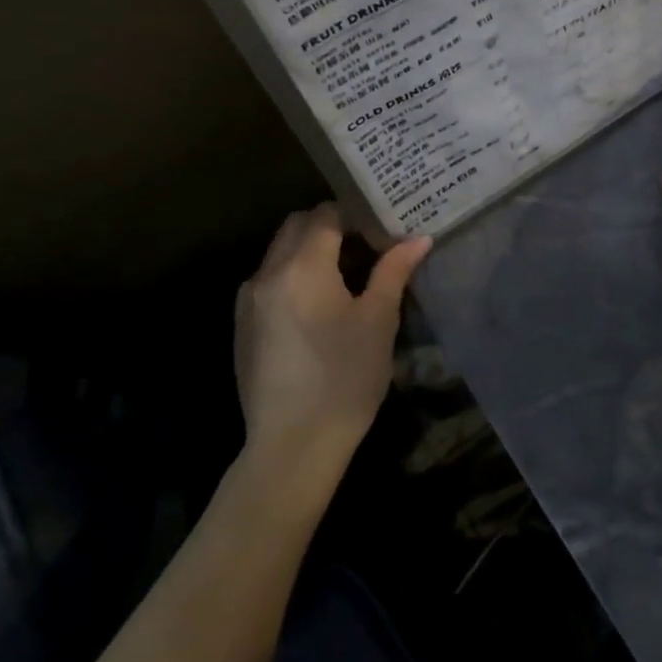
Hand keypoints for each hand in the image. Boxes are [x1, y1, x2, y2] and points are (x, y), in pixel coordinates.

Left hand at [234, 204, 430, 488]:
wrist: (292, 447)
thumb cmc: (345, 378)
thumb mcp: (378, 320)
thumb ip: (394, 270)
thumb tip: (418, 238)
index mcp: (303, 265)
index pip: (327, 214)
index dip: (356, 214)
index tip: (381, 228)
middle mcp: (268, 272)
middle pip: (298, 225)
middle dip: (330, 226)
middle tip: (366, 245)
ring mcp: (249, 300)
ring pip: (280, 251)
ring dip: (309, 249)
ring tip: (345, 275)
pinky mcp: (242, 325)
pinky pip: (269, 280)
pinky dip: (293, 275)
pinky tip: (317, 307)